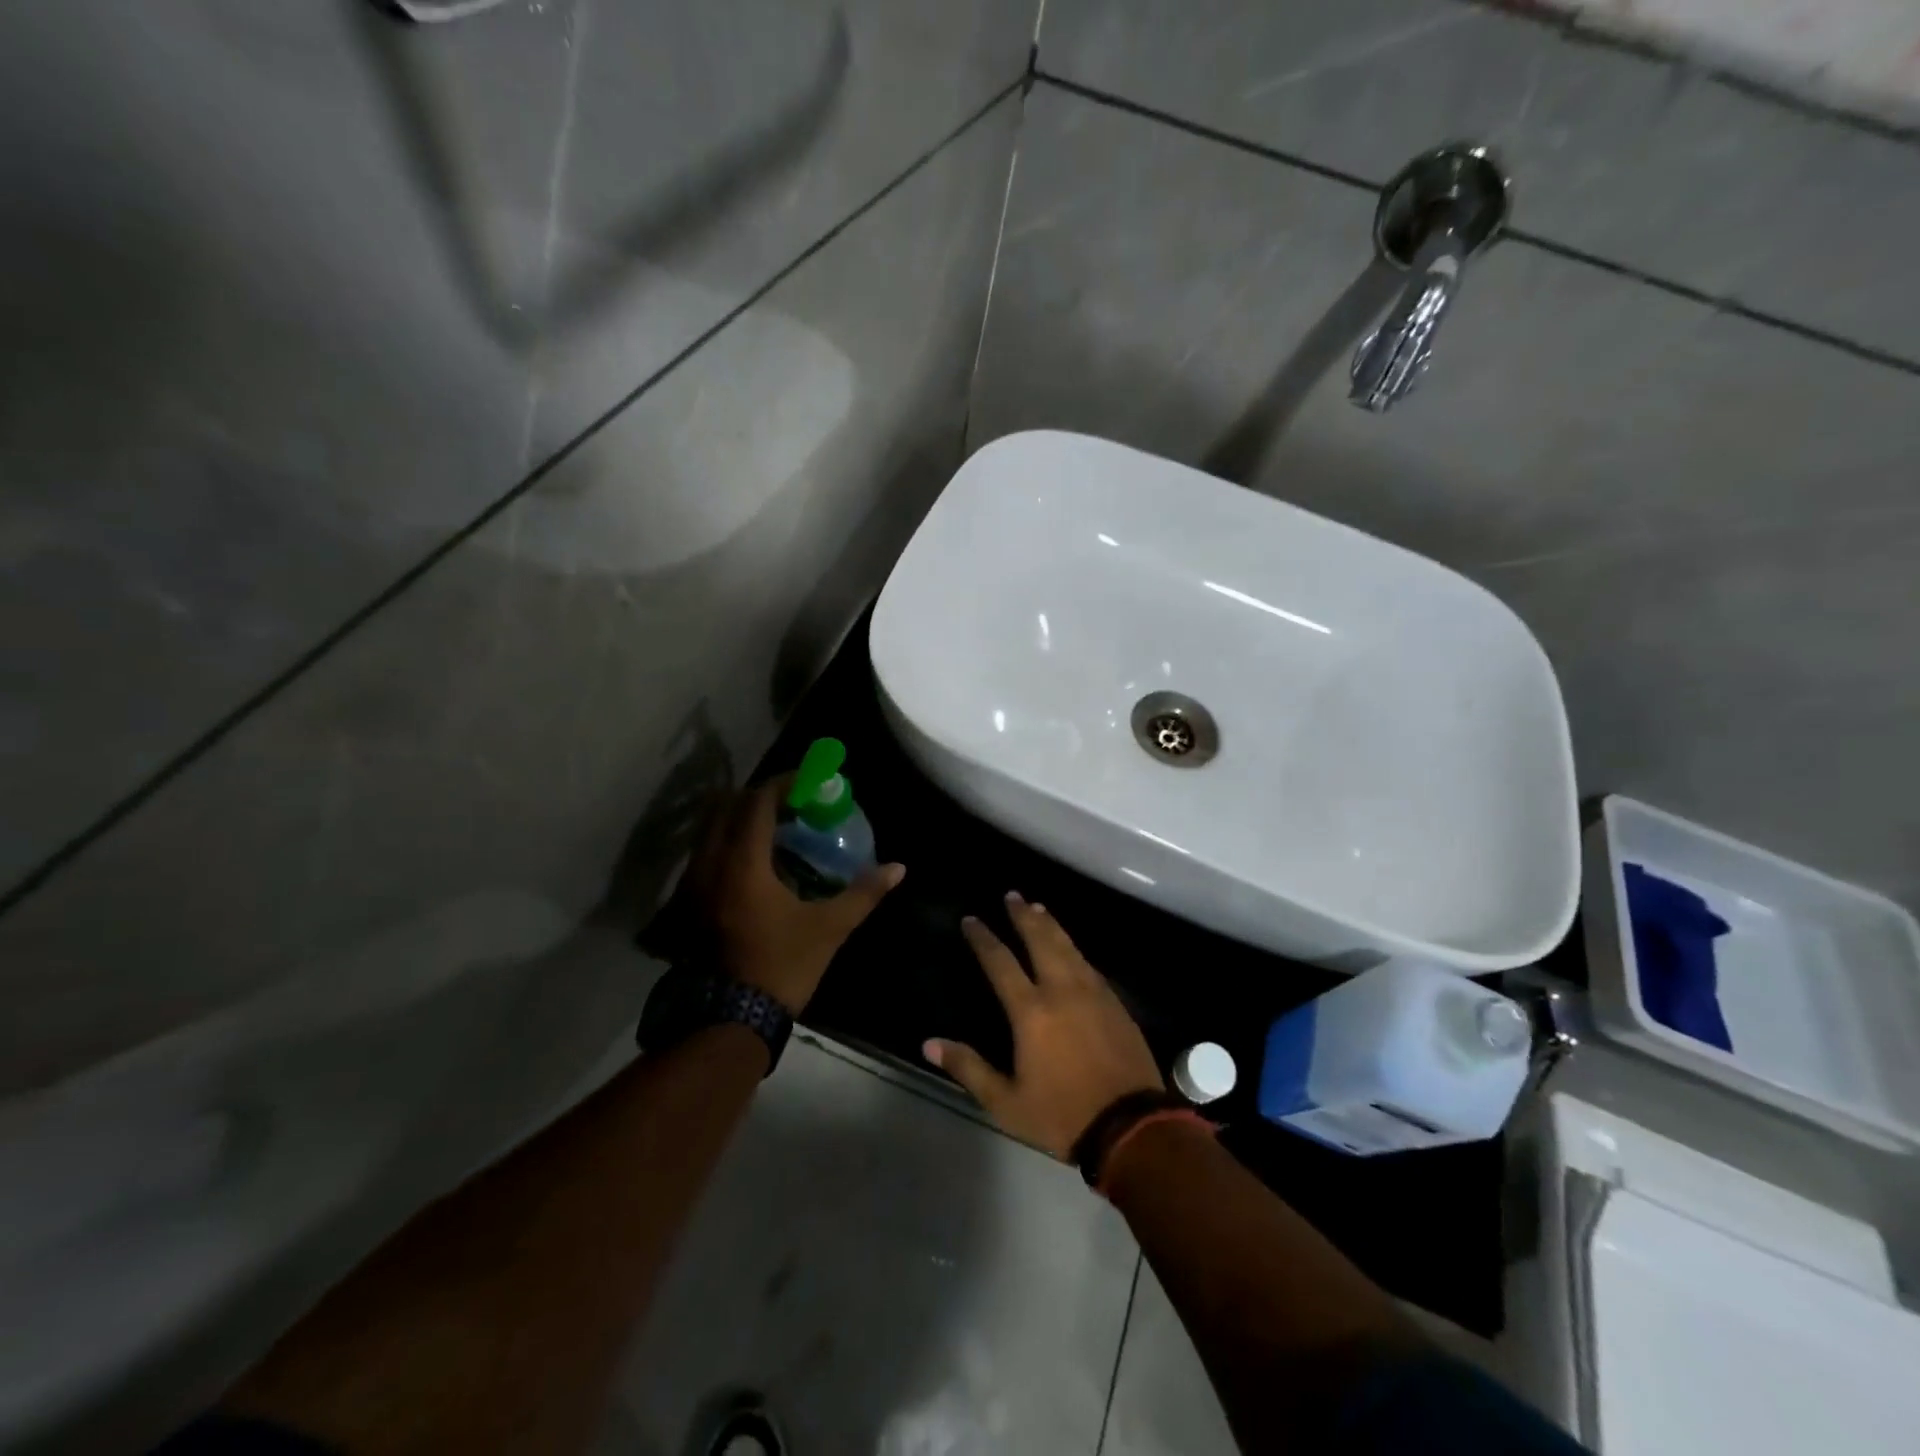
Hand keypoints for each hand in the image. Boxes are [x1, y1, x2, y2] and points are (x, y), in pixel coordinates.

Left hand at [688, 775, 904, 1013]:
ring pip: (711, 831)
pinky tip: (754, 863)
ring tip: (775, 829)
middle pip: (728, 808)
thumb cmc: (781, 967)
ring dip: (741, 820)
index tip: (808, 781)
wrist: (730, 1021)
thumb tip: (898, 868)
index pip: (758, 802)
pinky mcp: (687, 905)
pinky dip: (728, 844)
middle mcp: (710, 864)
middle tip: (792, 803)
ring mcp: (692, 885)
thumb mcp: (829, 928)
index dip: (783, 784)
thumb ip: (863, 893)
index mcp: (743, 863)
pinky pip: (705, 855)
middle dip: (760, 797)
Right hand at [925, 893, 1162, 1158]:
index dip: (983, 939)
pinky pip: (1088, 963)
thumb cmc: (1062, 1115)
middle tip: (1011, 895)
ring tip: (1037, 907)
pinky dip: (1073, 947)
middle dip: (1022, 916)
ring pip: (1068, 946)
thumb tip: (929, 1043)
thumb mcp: (1006, 1102)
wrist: (1131, 1126)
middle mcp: (1062, 990)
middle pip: (1039, 940)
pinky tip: (1070, 946)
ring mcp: (1093, 993)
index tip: (970, 920)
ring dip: (1050, 924)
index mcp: (1031, 1011)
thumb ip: (968, 1068)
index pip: (1000, 962)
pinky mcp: (1115, 1002)